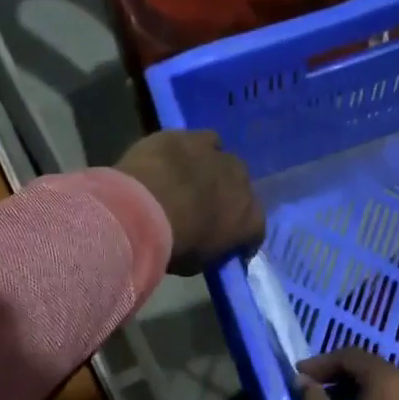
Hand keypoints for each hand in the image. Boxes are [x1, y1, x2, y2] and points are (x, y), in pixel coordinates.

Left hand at [115, 130, 263, 274]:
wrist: (142, 211)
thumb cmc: (174, 246)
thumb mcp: (198, 263)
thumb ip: (212, 249)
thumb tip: (211, 244)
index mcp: (250, 219)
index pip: (255, 229)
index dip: (242, 236)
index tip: (230, 243)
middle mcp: (243, 182)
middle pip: (241, 188)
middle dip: (227, 197)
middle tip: (205, 208)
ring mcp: (220, 155)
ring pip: (223, 160)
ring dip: (212, 170)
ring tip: (189, 180)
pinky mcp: (193, 136)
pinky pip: (201, 141)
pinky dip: (192, 151)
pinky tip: (176, 159)